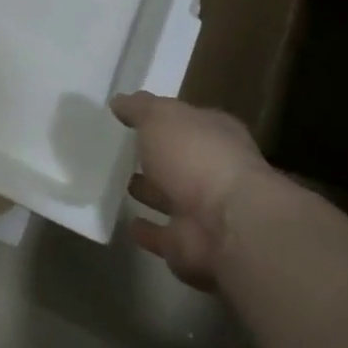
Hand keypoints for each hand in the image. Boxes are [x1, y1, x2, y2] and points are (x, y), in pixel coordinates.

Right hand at [113, 92, 274, 289]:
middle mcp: (216, 172)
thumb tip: (120, 101)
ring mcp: (206, 212)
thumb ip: (139, 108)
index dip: (166, 118)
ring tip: (125, 184)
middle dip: (159, 158)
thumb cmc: (197, 157)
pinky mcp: (191, 246)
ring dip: (153, 193)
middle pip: (182, 161)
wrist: (228, 227)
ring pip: (173, 199)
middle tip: (127, 151)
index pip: (190, 121)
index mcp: (217, 135)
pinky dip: (149, 232)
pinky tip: (130, 224)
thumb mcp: (160, 116)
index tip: (137, 117)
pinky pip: (164, 235)